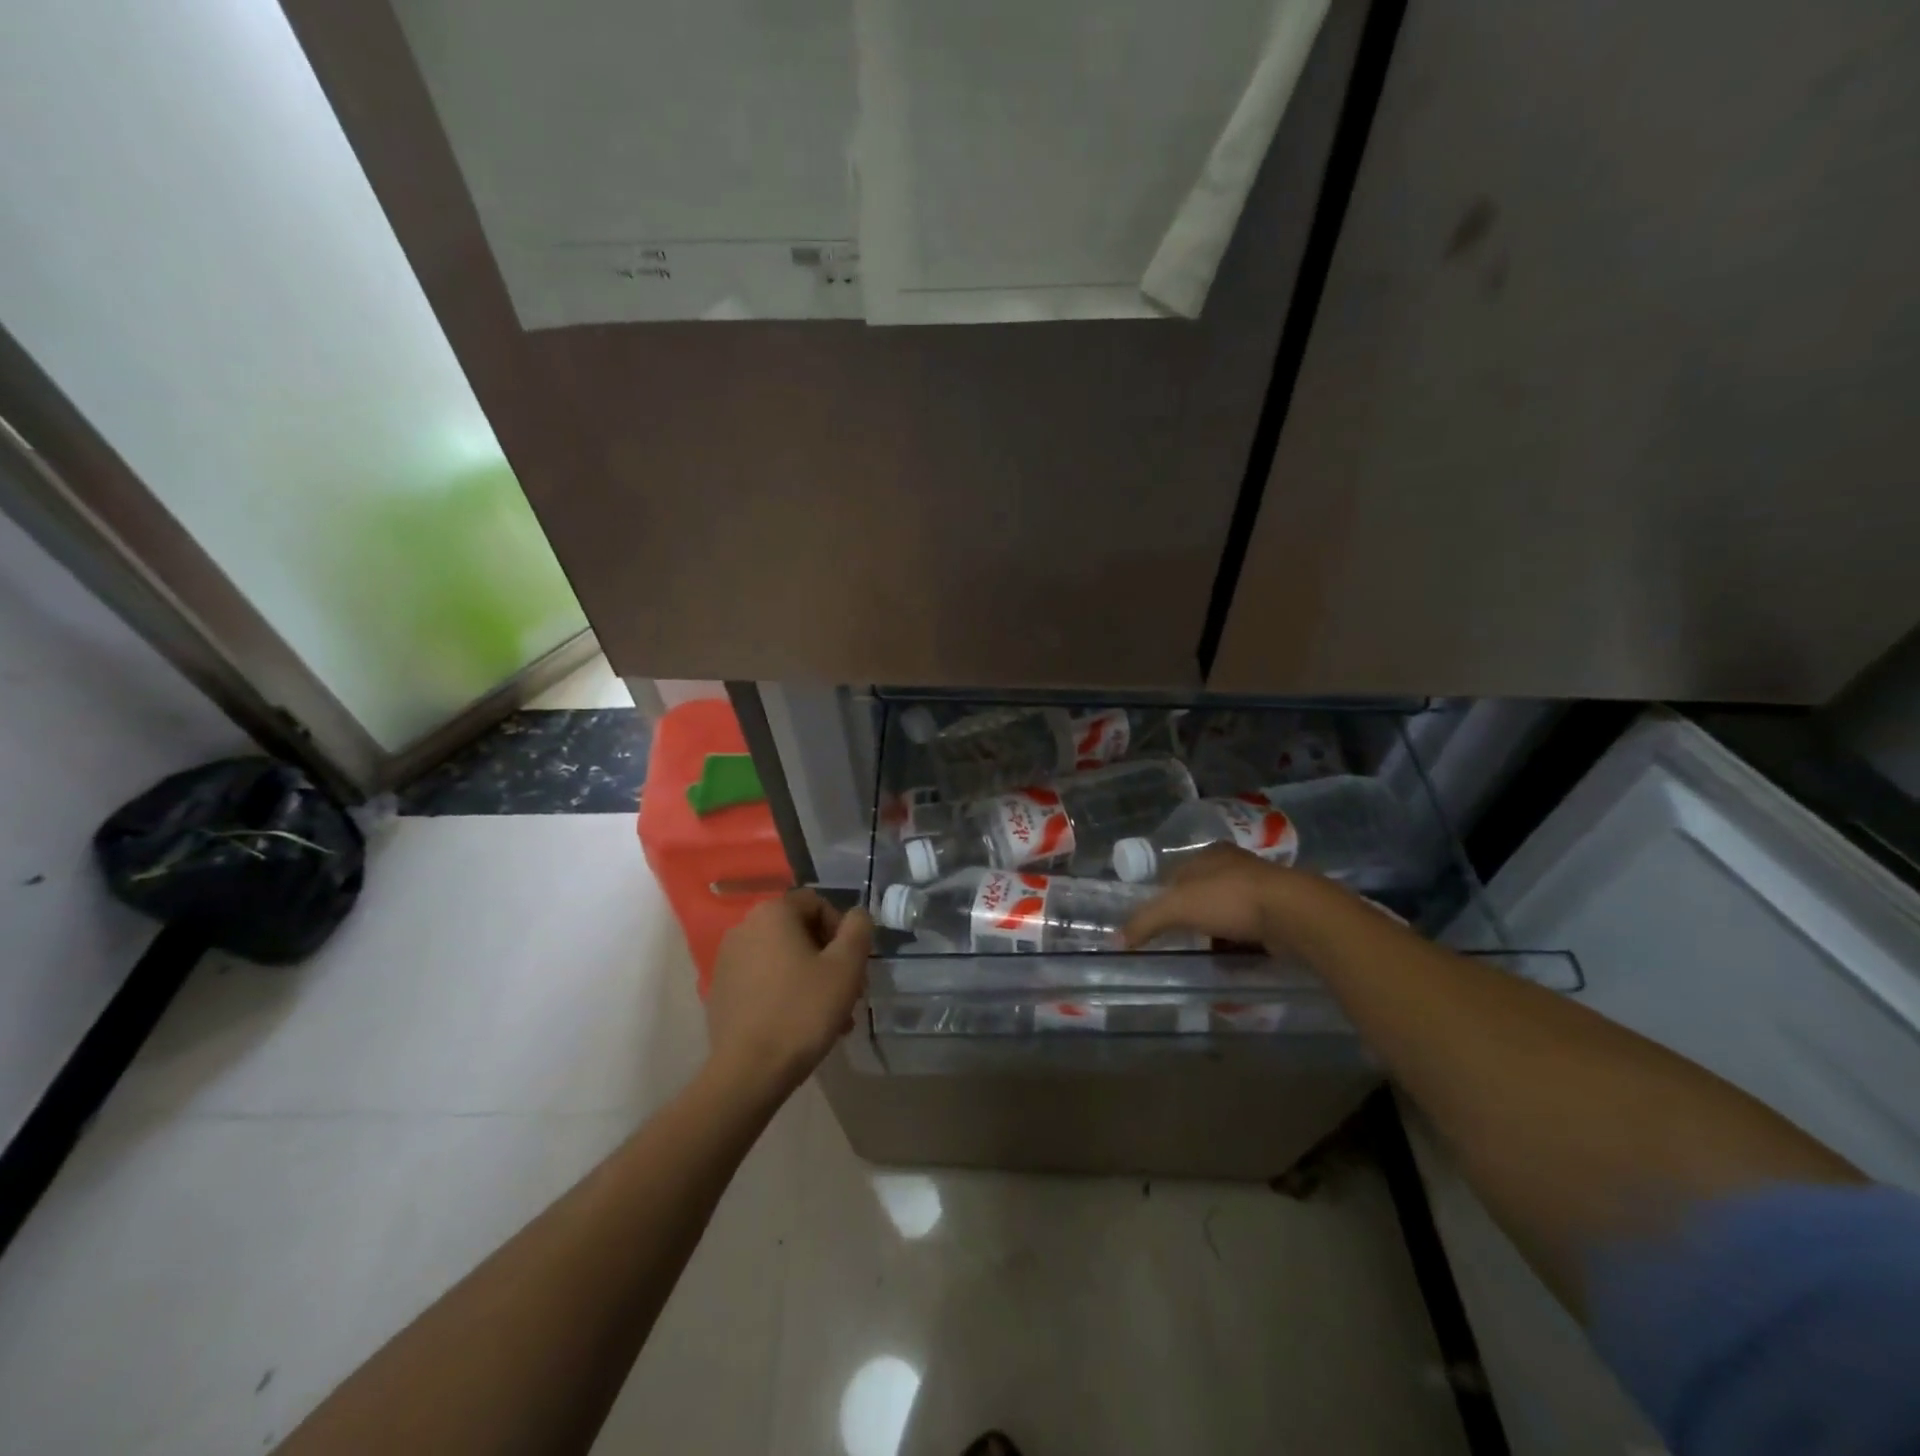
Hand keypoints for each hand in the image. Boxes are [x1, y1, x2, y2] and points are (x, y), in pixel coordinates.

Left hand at [704, 890, 872, 1098]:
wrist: (748, 1072)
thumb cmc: (803, 1011)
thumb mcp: (846, 966)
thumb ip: (858, 929)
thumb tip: (856, 915)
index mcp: (772, 913)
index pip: (817, 903)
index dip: (841, 930)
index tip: (851, 965)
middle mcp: (744, 927)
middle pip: (799, 931)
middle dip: (827, 958)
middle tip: (847, 992)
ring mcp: (727, 960)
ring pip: (783, 958)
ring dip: (810, 978)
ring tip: (829, 1016)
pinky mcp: (721, 990)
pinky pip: (763, 979)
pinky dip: (785, 992)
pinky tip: (799, 1024)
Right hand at [1122, 844, 1315, 949]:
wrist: (1294, 914)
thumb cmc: (1229, 899)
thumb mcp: (1177, 906)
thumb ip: (1146, 920)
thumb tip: (1116, 939)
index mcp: (1210, 854)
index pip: (1178, 873)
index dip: (1165, 895)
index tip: (1159, 920)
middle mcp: (1236, 865)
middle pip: (1204, 891)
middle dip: (1194, 914)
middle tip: (1181, 939)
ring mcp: (1262, 888)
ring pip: (1229, 910)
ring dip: (1218, 929)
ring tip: (1206, 951)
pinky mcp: (1281, 911)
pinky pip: (1251, 927)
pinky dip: (1241, 941)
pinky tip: (1234, 956)